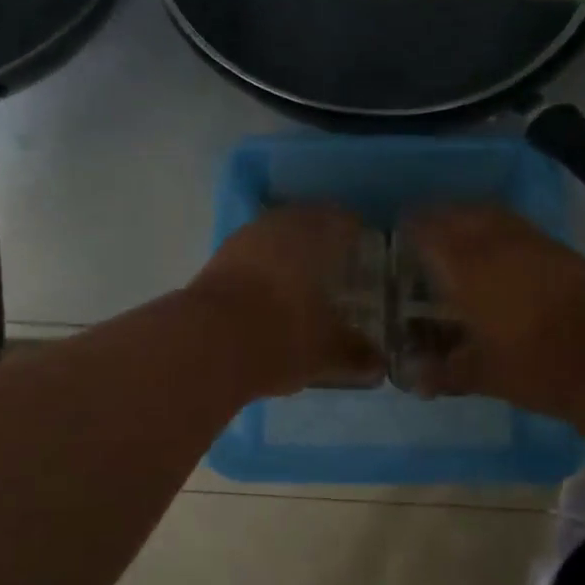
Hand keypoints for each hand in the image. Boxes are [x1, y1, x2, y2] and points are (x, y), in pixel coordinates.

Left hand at [188, 204, 383, 396]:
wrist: (206, 344)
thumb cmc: (282, 334)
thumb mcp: (325, 350)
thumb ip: (354, 353)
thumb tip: (378, 364)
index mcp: (313, 233)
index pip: (342, 220)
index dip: (353, 233)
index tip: (362, 247)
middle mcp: (276, 226)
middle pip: (303, 223)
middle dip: (318, 240)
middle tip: (334, 262)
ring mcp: (240, 243)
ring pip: (271, 239)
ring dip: (285, 254)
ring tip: (300, 279)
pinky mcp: (212, 264)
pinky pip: (248, 259)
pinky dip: (261, 271)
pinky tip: (267, 295)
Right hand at [402, 205, 584, 423]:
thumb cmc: (537, 366)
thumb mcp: (484, 375)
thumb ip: (445, 373)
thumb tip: (414, 381)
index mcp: (469, 270)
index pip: (431, 233)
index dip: (413, 227)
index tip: (401, 229)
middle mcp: (499, 246)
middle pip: (463, 214)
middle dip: (442, 216)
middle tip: (428, 226)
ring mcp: (535, 244)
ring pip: (495, 215)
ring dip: (473, 217)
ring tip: (462, 231)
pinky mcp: (564, 251)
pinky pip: (522, 228)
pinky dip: (503, 230)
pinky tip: (504, 252)